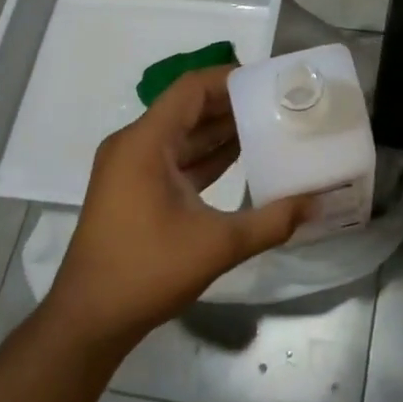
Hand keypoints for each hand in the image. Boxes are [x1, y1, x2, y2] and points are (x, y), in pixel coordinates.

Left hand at [46, 66, 308, 350]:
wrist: (87, 322)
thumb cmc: (146, 272)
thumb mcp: (217, 246)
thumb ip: (270, 221)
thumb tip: (315, 201)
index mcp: (145, 142)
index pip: (192, 88)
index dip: (230, 79)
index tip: (269, 82)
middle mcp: (134, 144)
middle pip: (188, 106)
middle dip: (232, 103)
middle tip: (277, 103)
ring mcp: (130, 167)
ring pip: (182, 132)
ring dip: (220, 128)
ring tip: (268, 124)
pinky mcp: (133, 188)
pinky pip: (174, 156)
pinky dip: (205, 153)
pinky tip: (241, 156)